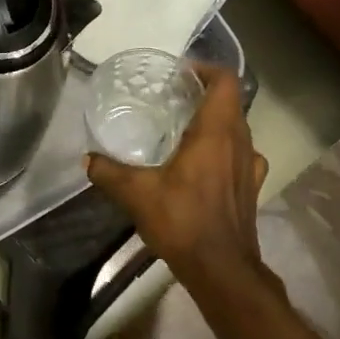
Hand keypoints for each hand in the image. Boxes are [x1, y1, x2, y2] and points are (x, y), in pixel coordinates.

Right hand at [85, 63, 270, 294]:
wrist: (222, 269)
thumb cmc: (183, 221)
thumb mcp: (137, 194)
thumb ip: (109, 172)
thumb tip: (88, 160)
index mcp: (217, 132)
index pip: (225, 81)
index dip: (206, 69)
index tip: (181, 73)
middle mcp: (240, 142)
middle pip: (231, 102)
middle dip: (205, 94)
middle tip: (174, 98)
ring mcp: (251, 166)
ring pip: (238, 129)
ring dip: (217, 122)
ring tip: (186, 129)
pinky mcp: (252, 187)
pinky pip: (242, 155)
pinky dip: (226, 150)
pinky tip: (205, 165)